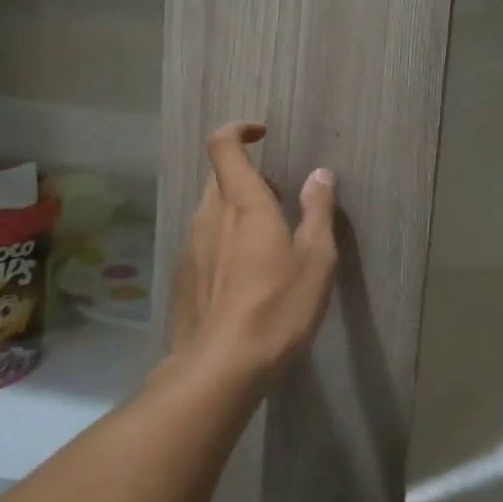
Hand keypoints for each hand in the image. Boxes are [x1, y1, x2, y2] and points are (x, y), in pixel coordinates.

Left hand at [166, 123, 337, 381]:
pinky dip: (223, 241)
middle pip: (219, 178)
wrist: (218, 370)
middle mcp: (209, 216)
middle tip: (280, 200)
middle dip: (248, 177)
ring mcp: (190, 248)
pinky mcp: (182, 278)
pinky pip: (203, 242)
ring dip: (236, 211)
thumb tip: (320, 174)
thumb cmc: (276, 308)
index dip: (238, 131)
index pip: (223, 147)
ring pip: (211, 210)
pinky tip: (244, 277)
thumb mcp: (316, 260)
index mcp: (243, 204)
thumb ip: (318, 211)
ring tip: (267, 241)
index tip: (262, 134)